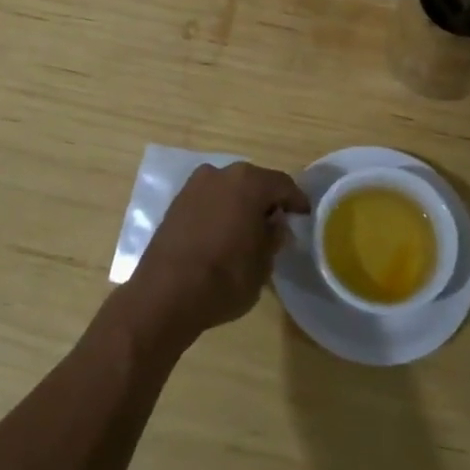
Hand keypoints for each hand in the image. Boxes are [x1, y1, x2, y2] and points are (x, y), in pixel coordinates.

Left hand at [123, 162, 310, 345]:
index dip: (296, 201)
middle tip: (277, 224)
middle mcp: (220, 174)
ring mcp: (194, 186)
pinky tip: (223, 233)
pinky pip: (208, 200)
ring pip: (228, 190)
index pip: (282, 185)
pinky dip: (219, 211)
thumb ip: (273, 237)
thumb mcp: (263, 264)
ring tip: (248, 230)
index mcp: (248, 182)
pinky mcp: (176, 203)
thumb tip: (276, 225)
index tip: (303, 216)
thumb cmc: (225, 278)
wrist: (165, 295)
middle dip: (266, 201)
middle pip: (253, 182)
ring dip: (240, 204)